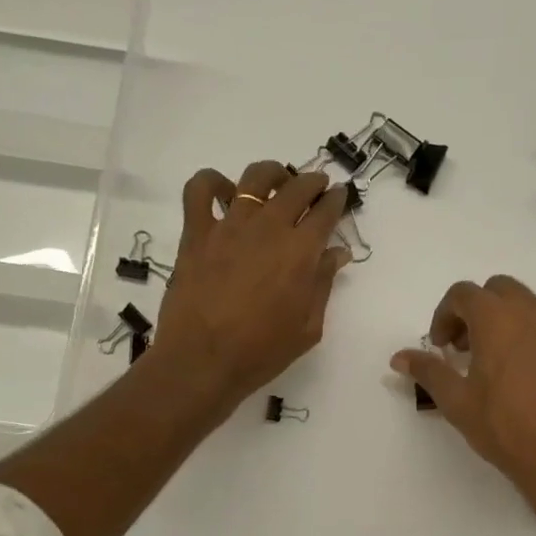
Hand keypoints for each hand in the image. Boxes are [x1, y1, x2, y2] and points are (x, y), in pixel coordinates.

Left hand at [151, 161, 352, 411]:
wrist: (203, 361)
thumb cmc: (261, 352)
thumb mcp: (308, 327)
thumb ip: (323, 284)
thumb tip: (337, 253)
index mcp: (301, 252)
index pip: (325, 212)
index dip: (336, 201)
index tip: (339, 197)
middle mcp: (268, 228)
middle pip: (296, 187)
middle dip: (312, 182)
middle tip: (316, 187)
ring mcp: (229, 226)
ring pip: (254, 178)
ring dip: (272, 174)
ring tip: (276, 182)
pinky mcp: (196, 233)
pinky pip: (200, 190)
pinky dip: (212, 182)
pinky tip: (223, 193)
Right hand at [392, 276, 535, 530]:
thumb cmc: (505, 427)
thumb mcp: (457, 401)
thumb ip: (428, 371)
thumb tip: (399, 357)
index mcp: (498, 319)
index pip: (463, 294)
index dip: (444, 315)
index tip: (439, 346)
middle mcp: (533, 313)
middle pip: (498, 290)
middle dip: (475, 311)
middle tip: (464, 347)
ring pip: (527, 306)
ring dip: (504, 321)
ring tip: (492, 361)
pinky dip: (529, 337)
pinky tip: (523, 376)